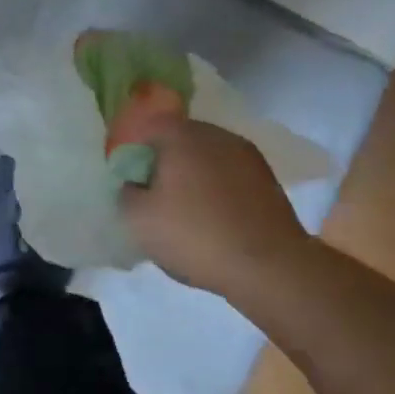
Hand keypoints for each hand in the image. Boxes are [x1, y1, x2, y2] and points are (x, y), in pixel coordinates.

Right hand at [119, 117, 314, 302]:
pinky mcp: (268, 179)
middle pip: (179, 139)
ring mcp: (247, 155)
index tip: (127, 178)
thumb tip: (134, 183)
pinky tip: (211, 218)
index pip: (147, 126)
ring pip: (206, 157)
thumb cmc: (194, 235)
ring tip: (183, 209)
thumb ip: (125, 192)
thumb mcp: (137, 219)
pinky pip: (229, 175)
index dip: (133, 150)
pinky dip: (216, 189)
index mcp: (181, 135)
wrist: (269, 267)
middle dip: (164, 161)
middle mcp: (216, 135)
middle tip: (152, 194)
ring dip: (192, 175)